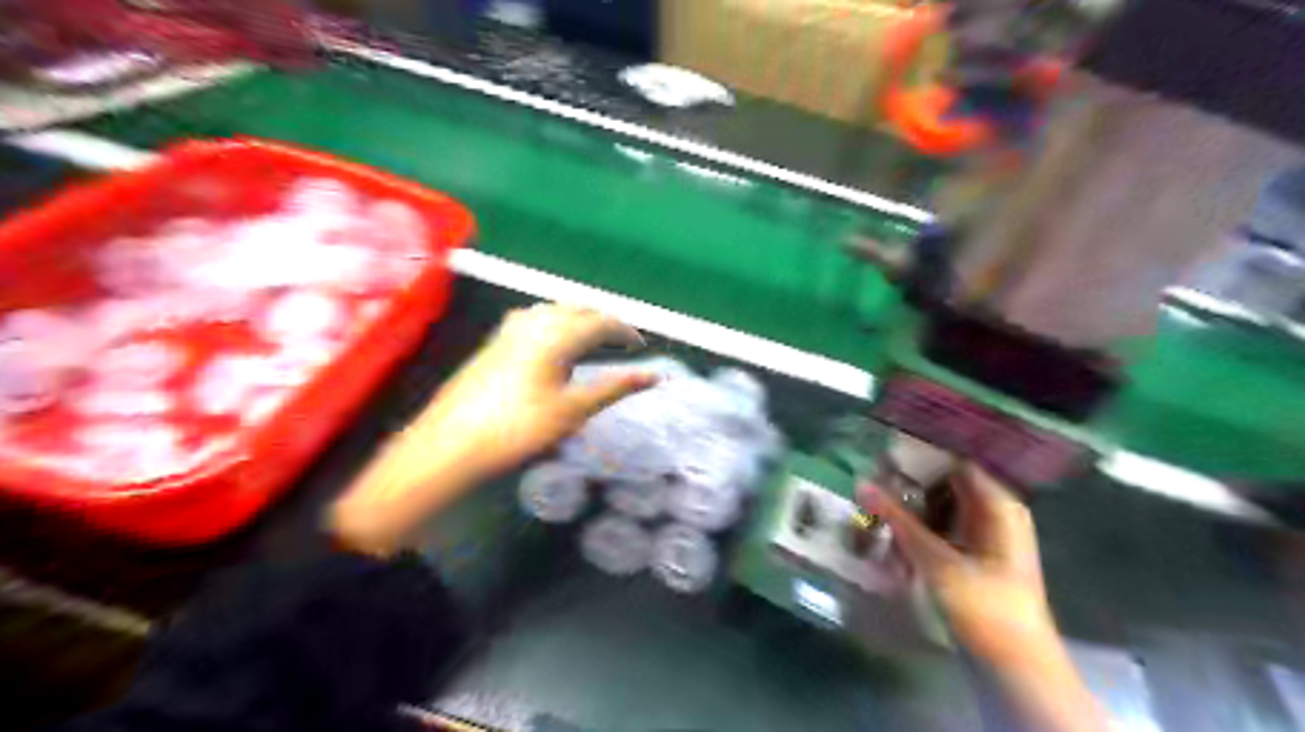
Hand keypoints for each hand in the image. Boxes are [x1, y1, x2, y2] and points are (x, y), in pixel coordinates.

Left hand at [331, 303, 657, 554]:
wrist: (450, 444)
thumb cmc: (518, 429)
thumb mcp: (573, 411)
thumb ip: (614, 387)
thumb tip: (654, 376)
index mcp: (557, 336)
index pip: (601, 322)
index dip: (625, 330)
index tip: (641, 345)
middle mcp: (534, 323)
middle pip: (577, 309)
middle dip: (602, 320)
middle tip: (620, 340)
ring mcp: (509, 330)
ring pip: (552, 310)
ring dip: (577, 318)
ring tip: (591, 337)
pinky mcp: (493, 342)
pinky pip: (532, 318)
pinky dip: (552, 321)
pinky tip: (548, 338)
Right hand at [863, 466, 1052, 665]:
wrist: (1016, 668)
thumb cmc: (985, 607)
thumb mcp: (936, 560)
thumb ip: (898, 519)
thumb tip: (862, 482)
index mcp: (997, 505)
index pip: (953, 462)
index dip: (918, 456)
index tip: (880, 453)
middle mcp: (993, 513)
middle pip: (944, 484)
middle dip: (907, 484)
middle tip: (868, 481)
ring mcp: (983, 536)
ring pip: (938, 508)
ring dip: (908, 509)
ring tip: (872, 506)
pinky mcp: (971, 557)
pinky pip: (939, 529)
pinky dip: (917, 530)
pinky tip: (890, 534)